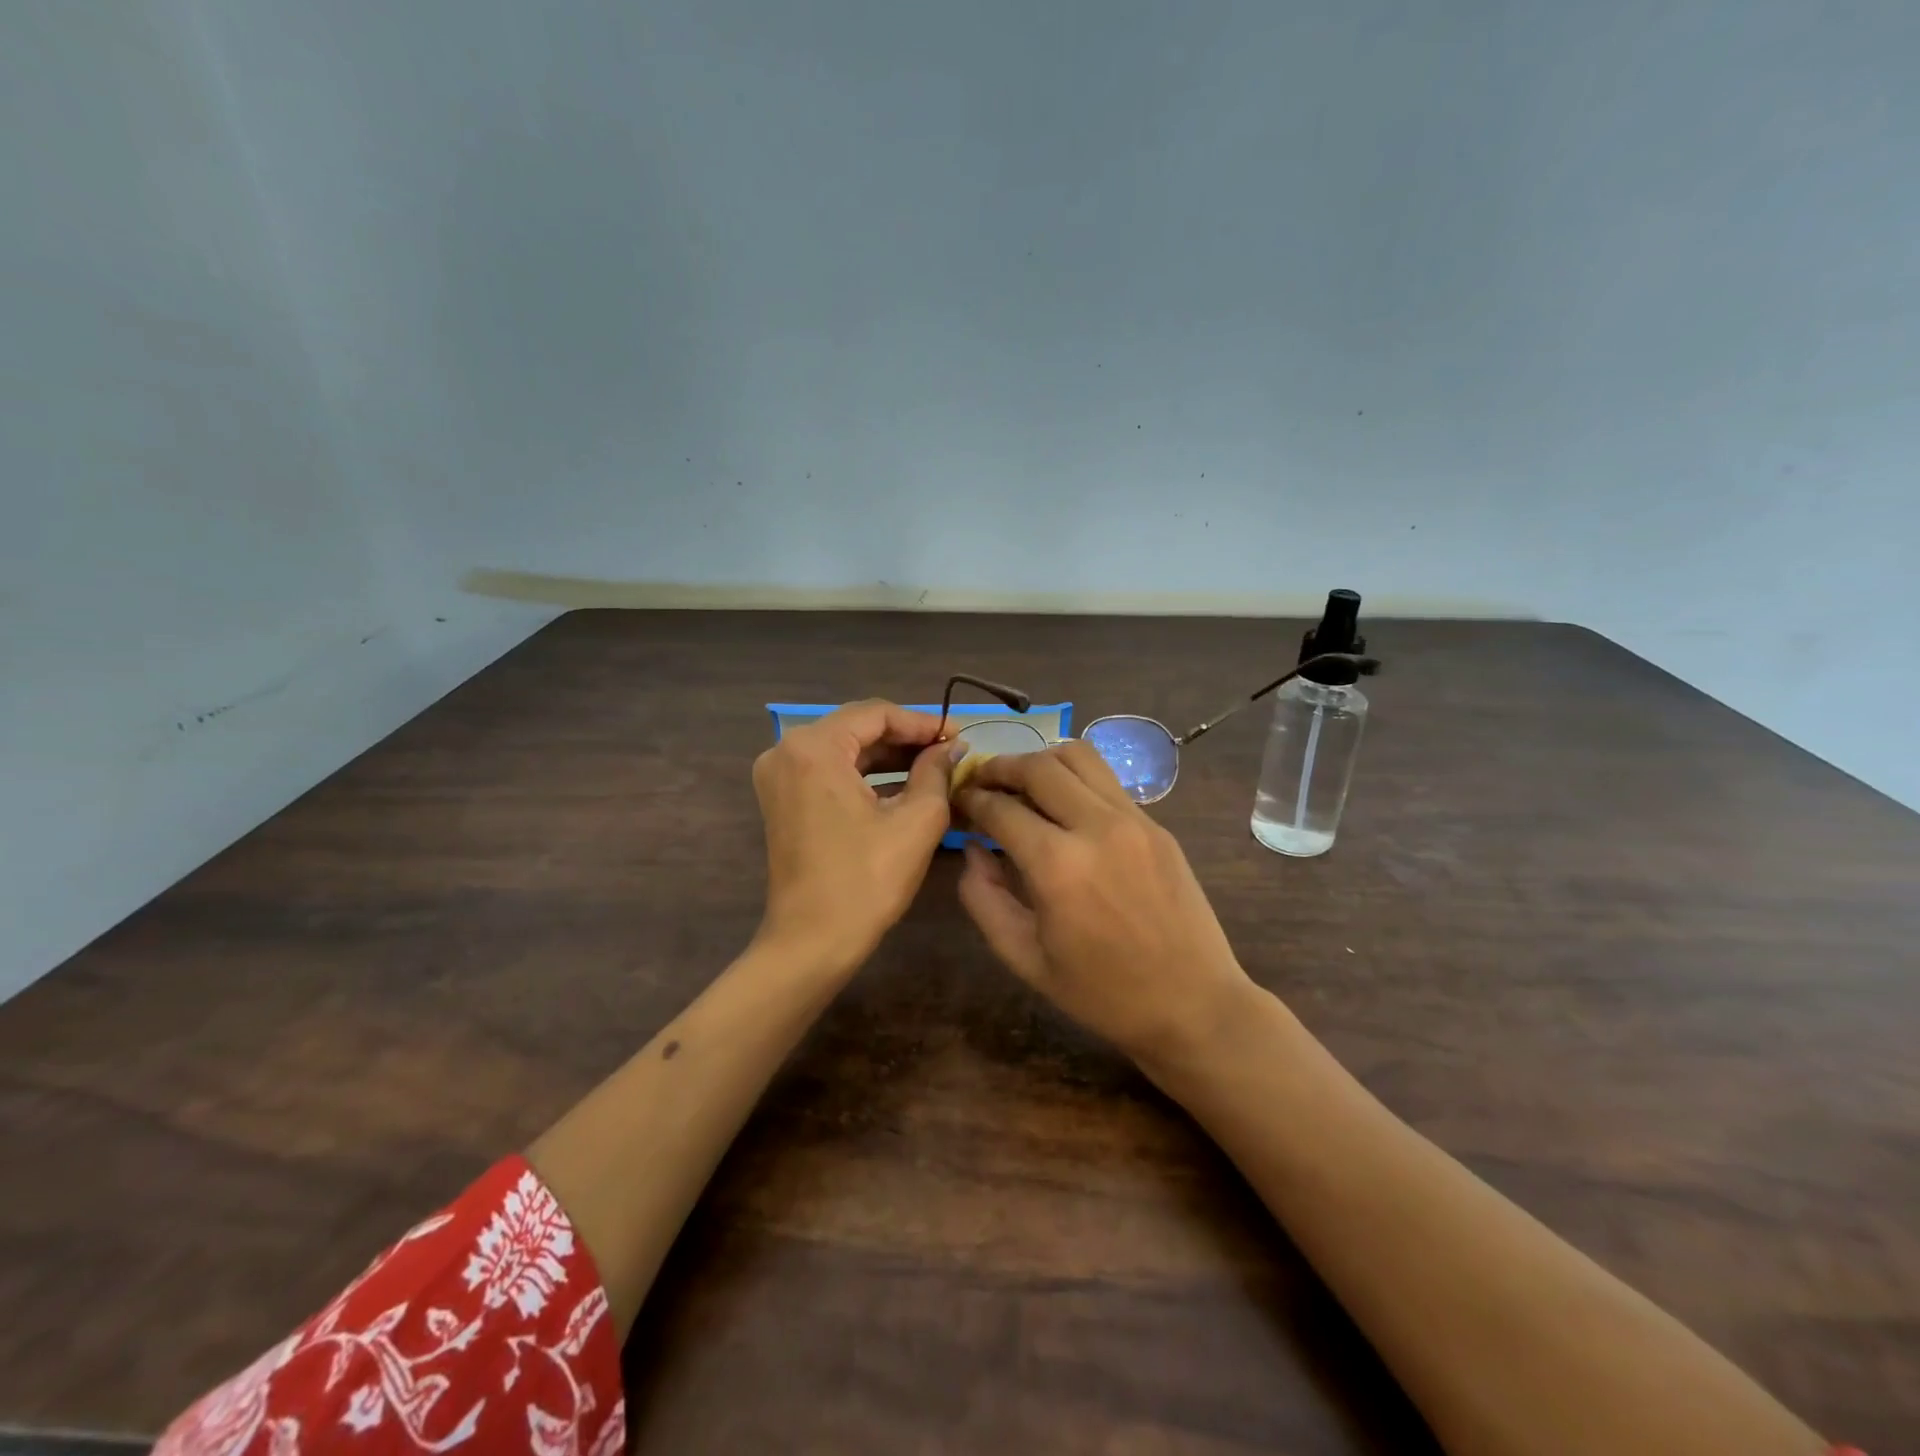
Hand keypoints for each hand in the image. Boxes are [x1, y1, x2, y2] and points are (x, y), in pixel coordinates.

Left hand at [752, 700, 964, 970]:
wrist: (812, 942)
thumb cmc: (866, 880)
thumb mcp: (916, 820)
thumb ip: (936, 771)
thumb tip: (951, 747)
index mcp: (814, 747)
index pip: (877, 714)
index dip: (923, 722)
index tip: (959, 735)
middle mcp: (786, 750)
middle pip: (857, 727)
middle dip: (906, 737)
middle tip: (950, 749)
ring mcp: (778, 775)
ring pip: (845, 749)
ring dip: (888, 756)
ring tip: (934, 765)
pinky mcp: (782, 799)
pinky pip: (830, 771)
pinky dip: (866, 774)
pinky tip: (903, 784)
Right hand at [955, 741, 1254, 1063]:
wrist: (1193, 1004)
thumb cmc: (1102, 993)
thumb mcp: (1025, 958)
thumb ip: (984, 898)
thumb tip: (974, 849)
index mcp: (1057, 866)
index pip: (1000, 808)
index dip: (970, 799)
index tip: (958, 800)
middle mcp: (1095, 827)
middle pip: (1037, 766)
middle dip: (1000, 767)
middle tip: (982, 783)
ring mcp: (1133, 820)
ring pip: (1078, 756)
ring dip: (1041, 761)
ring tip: (1023, 783)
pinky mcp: (1157, 824)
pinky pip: (1107, 780)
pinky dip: (1075, 778)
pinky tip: (1065, 804)